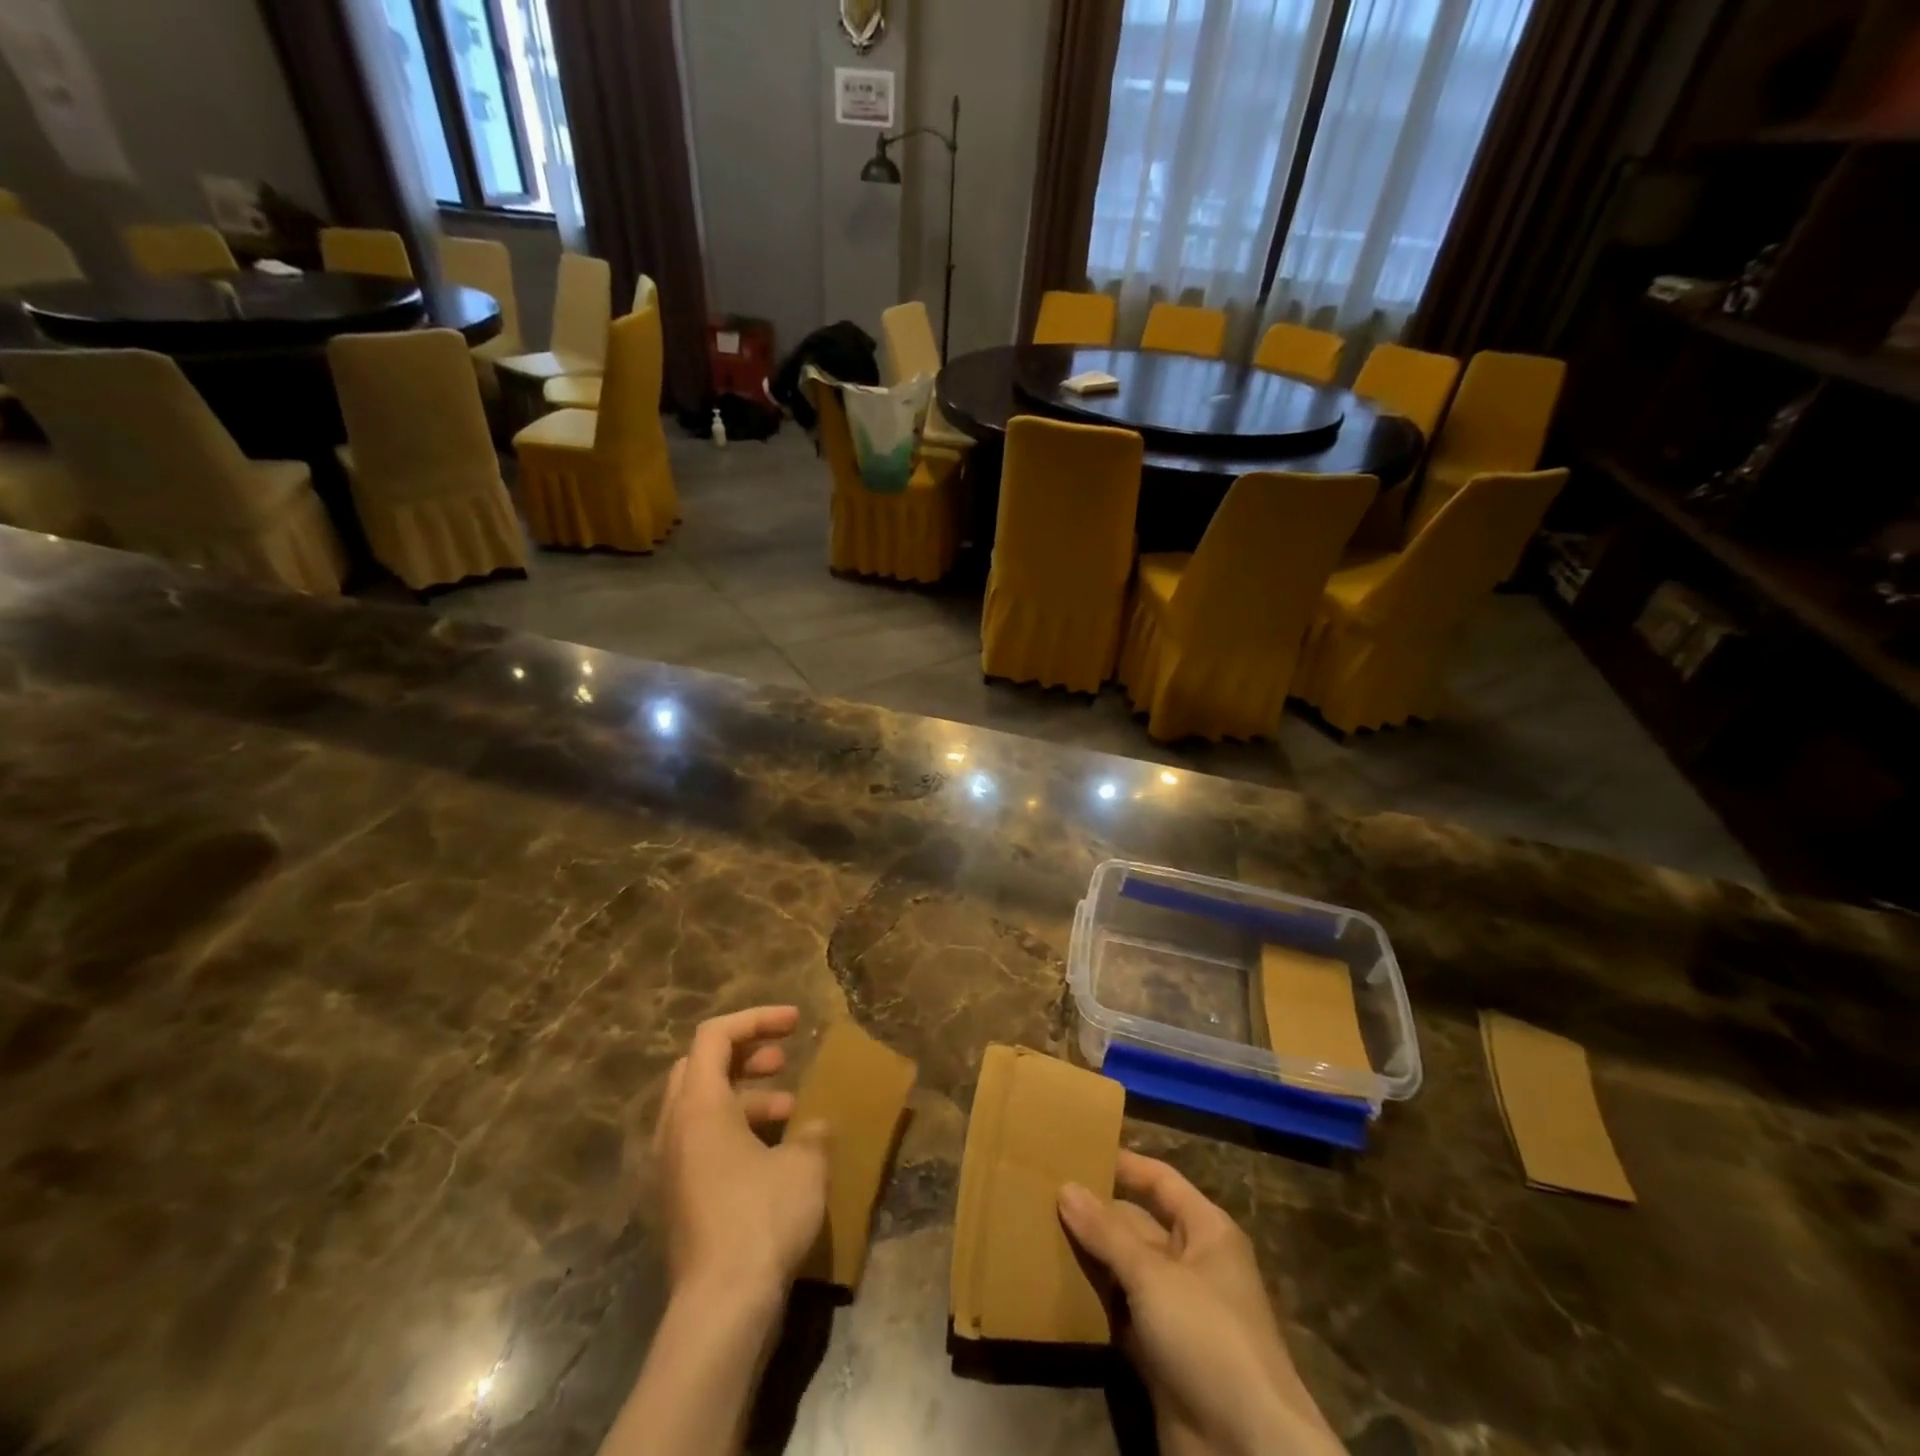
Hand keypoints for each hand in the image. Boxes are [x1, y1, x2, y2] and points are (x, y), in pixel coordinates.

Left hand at [653, 1006, 828, 1302]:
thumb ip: (811, 1133)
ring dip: (745, 1095)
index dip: (756, 1019)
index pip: (716, 1035)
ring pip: (703, 1106)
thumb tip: (813, 1128)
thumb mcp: (804, 1164)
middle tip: (783, 1060)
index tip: (796, 1023)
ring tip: (791, 1110)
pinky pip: (703, 1142)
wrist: (720, 1308)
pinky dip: (736, 1131)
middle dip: (745, 1054)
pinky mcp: (679, 1198)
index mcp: (698, 1106)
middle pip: (702, 1066)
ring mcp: (671, 1166)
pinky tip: (773, 1154)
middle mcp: (675, 1129)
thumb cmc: (761, 1218)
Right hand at [1058, 1151, 1343, 1455]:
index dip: (1123, 1164)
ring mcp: (1176, 1311)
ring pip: (1125, 1270)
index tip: (1077, 1151)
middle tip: (1042, 1194)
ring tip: (1038, 1231)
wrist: (1247, 1450)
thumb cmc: (1208, 1337)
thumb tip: (1066, 1187)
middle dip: (1096, 1213)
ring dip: (1090, 1257)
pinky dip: (1094, 1302)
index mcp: (1206, 1231)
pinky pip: (1121, 1313)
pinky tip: (1055, 1287)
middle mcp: (1192, 1263)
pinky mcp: (1160, 1354)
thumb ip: (1107, 1233)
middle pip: (1138, 1224)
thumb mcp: (1154, 1277)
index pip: (1160, 1181)